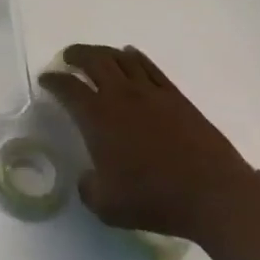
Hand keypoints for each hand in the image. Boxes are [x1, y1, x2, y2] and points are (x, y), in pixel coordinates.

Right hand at [39, 44, 258, 243]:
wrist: (213, 194)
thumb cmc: (155, 199)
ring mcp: (150, 92)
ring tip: (97, 56)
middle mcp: (121, 95)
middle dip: (76, 55)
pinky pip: (149, 67)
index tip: (46, 79)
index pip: (68, 88)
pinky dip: (135, 57)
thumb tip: (87, 178)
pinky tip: (131, 58)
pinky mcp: (176, 96)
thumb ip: (89, 188)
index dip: (53, 80)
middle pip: (94, 60)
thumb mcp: (107, 206)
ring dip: (104, 52)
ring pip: (121, 58)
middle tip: (68, 58)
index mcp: (98, 117)